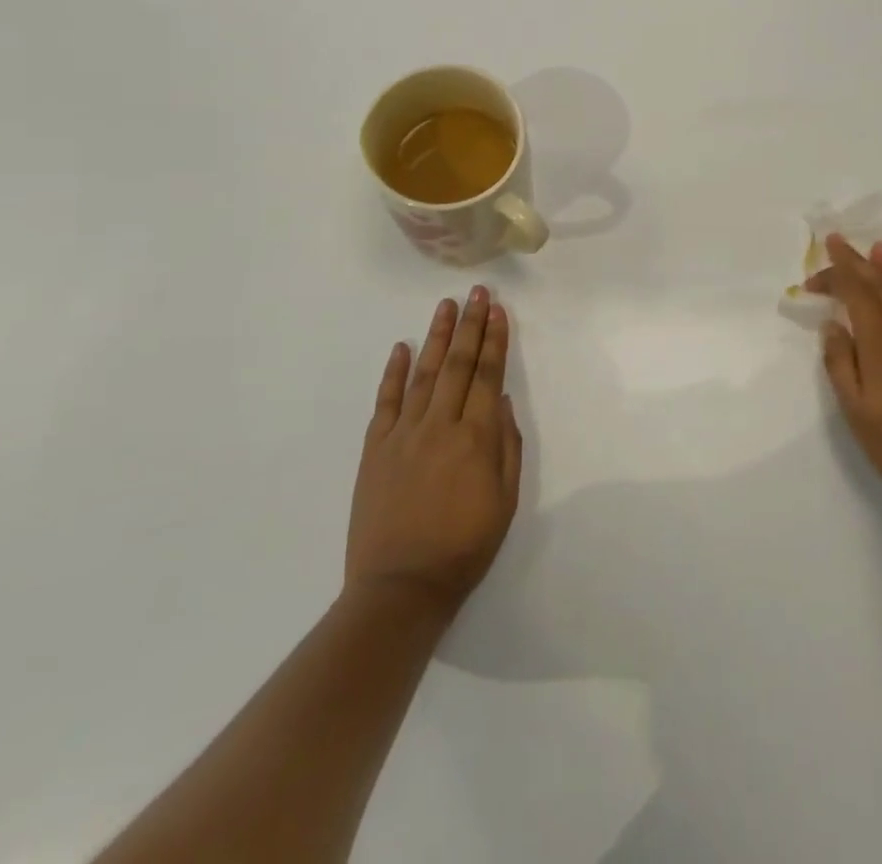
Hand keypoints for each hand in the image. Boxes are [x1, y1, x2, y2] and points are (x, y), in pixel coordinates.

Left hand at [346, 287, 522, 617]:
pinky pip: (386, 402)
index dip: (495, 340)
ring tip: (446, 306)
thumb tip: (502, 402)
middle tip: (477, 293)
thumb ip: (507, 447)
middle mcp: (439, 425)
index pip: (488, 375)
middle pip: (458, 364)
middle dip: (470, 325)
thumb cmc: (464, 547)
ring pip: (424, 374)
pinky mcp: (375, 449)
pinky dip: (394, 372)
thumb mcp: (505, 502)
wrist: (401, 587)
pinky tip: (401, 348)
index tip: (499, 311)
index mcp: (475, 438)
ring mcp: (403, 434)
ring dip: (437, 337)